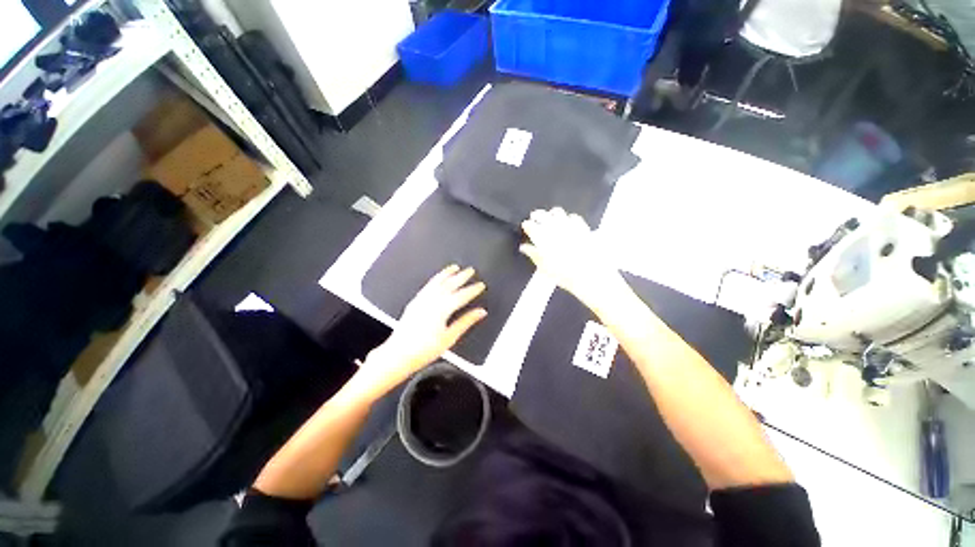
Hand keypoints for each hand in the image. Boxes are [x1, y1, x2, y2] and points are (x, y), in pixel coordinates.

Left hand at [355, 265, 486, 398]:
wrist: (398, 354)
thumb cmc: (423, 349)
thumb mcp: (450, 337)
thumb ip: (466, 322)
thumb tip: (480, 312)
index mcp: (442, 309)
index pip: (462, 295)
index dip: (473, 289)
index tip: (481, 285)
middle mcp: (431, 301)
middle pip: (450, 284)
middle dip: (462, 276)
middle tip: (470, 270)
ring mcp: (421, 300)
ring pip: (437, 282)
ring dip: (447, 273)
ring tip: (454, 267)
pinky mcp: (414, 302)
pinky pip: (427, 286)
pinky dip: (434, 279)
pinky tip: (437, 279)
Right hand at [520, 207, 624, 308]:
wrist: (590, 275)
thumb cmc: (564, 274)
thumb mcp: (544, 267)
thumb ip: (533, 254)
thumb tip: (525, 248)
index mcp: (542, 238)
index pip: (531, 226)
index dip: (527, 225)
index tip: (526, 226)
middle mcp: (555, 228)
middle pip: (543, 215)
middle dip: (537, 215)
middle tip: (534, 217)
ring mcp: (570, 226)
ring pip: (557, 212)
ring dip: (551, 213)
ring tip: (549, 216)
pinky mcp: (582, 227)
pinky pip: (573, 217)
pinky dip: (568, 217)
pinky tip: (568, 222)